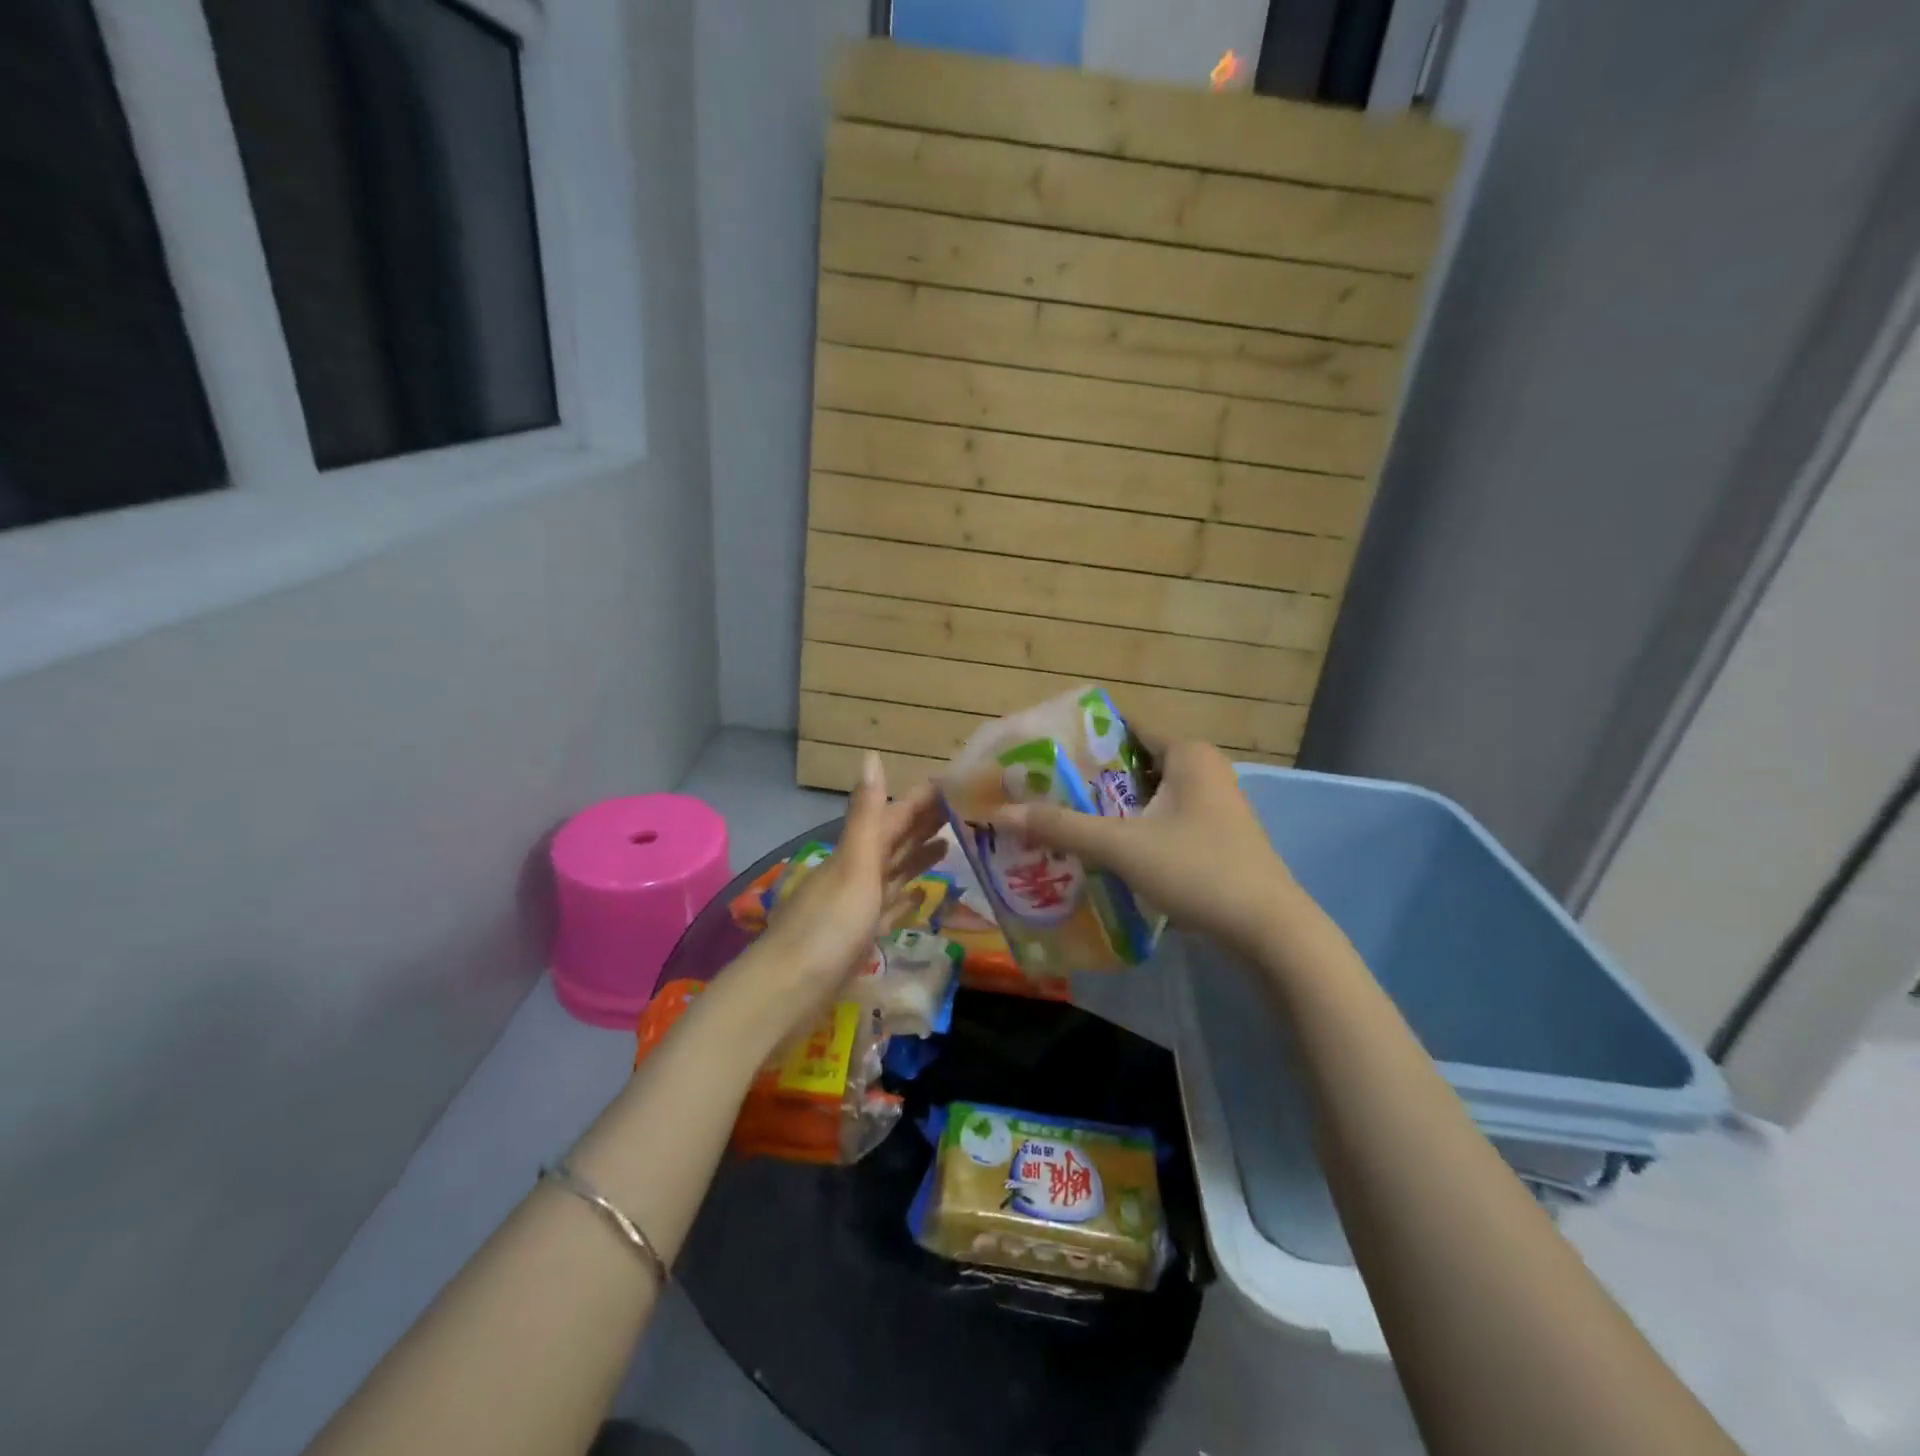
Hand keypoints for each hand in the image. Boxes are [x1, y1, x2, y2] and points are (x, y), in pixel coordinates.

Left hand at [756, 752, 945, 1018]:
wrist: (787, 993)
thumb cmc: (827, 927)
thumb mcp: (854, 866)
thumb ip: (867, 816)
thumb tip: (871, 755)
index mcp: (856, 852)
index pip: (894, 815)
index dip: (923, 799)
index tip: (957, 784)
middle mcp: (855, 873)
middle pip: (895, 841)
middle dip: (925, 823)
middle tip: (965, 810)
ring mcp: (855, 906)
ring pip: (892, 873)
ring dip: (917, 857)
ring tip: (949, 844)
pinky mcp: (857, 938)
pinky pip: (887, 910)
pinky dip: (903, 898)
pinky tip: (920, 896)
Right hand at [996, 737, 1293, 956]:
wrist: (1269, 931)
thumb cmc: (1197, 870)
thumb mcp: (1121, 846)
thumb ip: (1061, 827)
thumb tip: (1001, 815)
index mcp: (1187, 753)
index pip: (1124, 727)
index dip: (1081, 737)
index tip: (1041, 752)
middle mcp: (1202, 769)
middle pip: (1132, 763)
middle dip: (1088, 777)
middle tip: (1040, 789)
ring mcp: (1213, 804)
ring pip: (1146, 795)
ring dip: (1108, 806)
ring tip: (1060, 818)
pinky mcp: (1215, 836)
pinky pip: (1161, 819)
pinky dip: (1132, 827)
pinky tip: (1101, 847)